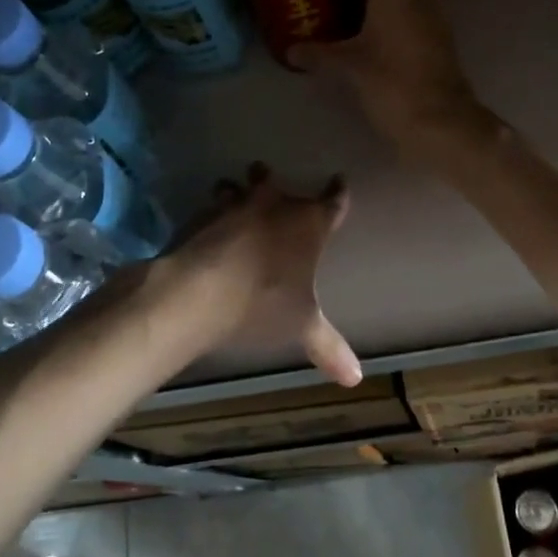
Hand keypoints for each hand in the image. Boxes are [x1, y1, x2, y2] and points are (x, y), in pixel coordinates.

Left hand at [163, 164, 360, 386]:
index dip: (338, 192)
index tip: (339, 180)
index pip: (333, 201)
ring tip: (232, 195)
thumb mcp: (301, 326)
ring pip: (238, 186)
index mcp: (308, 224)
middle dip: (271, 180)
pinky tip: (206, 224)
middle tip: (268, 177)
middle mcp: (274, 204)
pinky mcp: (202, 214)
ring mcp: (235, 205)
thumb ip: (328, 346)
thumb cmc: (263, 303)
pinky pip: (211, 205)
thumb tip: (356, 379)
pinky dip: (211, 212)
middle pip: (275, 181)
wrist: (201, 291)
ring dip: (236, 191)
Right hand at [292, 0, 487, 151]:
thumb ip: (318, 54)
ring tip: (350, 0)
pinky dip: (395, 9)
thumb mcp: (348, 68)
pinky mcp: (438, 36)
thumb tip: (290, 50)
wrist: (440, 120)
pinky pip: (414, 8)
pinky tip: (372, 27)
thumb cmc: (391, 84)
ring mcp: (432, 14)